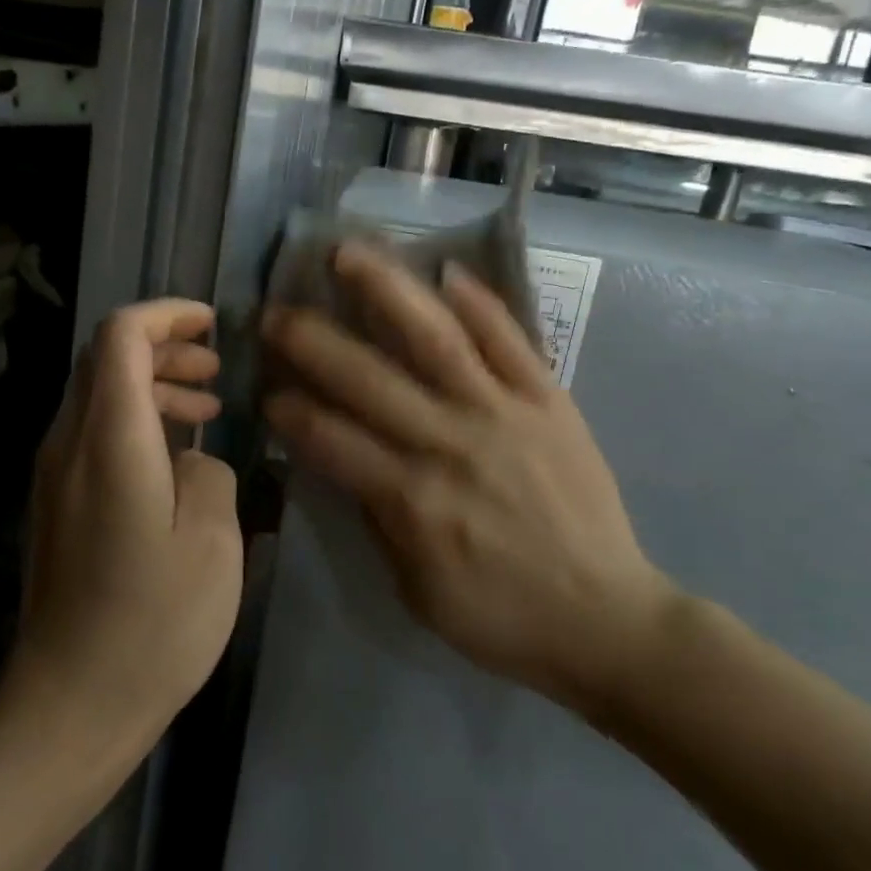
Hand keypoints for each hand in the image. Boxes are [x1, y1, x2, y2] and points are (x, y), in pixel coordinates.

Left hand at [4, 300, 243, 754]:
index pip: (120, 336)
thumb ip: (210, 473)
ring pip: (99, 395)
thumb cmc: (153, 623)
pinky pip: (94, 433)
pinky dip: (137, 421)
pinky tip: (177, 456)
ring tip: (208, 408)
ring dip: (153, 384)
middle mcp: (69, 443)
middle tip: (216, 370)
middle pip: (104, 358)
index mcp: (109, 440)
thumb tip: (192, 457)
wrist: (71, 704)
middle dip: (163, 346)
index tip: (212, 325)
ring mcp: (54, 475)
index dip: (165, 315)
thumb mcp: (213, 542)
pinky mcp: (57, 504)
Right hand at [262, 243, 680, 722]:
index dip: (289, 410)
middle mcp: (449, 443)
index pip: (329, 438)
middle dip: (310, 340)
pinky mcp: (548, 401)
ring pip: (435, 338)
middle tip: (274, 313)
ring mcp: (503, 414)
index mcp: (411, 499)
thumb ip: (376, 517)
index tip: (265, 389)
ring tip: (348, 252)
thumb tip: (342, 460)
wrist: (605, 618)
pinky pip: (511, 341)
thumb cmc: (500, 616)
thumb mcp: (415, 590)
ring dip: (386, 290)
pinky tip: (447, 270)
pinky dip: (479, 303)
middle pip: (367, 378)